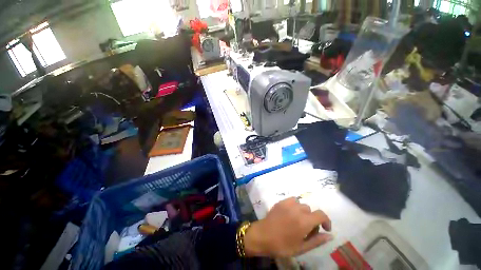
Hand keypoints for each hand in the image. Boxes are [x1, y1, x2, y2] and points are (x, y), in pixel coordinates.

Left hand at [244, 197, 332, 257]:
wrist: (263, 236)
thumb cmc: (282, 245)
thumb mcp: (301, 248)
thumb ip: (317, 241)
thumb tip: (329, 235)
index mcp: (304, 221)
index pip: (321, 214)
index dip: (326, 221)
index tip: (325, 229)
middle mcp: (297, 209)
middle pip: (310, 210)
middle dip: (312, 219)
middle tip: (306, 230)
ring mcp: (287, 203)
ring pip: (301, 204)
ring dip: (302, 212)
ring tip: (297, 221)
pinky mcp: (280, 202)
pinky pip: (292, 200)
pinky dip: (294, 206)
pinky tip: (289, 214)